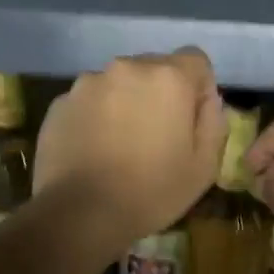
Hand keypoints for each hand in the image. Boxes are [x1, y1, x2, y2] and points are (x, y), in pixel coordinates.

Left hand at [33, 49, 224, 258]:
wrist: (79, 213)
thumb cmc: (151, 191)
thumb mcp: (204, 167)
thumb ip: (213, 123)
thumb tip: (207, 101)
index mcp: (168, 78)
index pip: (196, 60)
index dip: (199, 88)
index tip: (191, 120)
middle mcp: (127, 67)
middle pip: (155, 68)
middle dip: (161, 94)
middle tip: (157, 136)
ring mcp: (88, 82)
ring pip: (120, 83)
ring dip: (126, 103)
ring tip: (121, 145)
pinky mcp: (59, 102)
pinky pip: (90, 101)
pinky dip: (97, 116)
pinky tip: (94, 150)